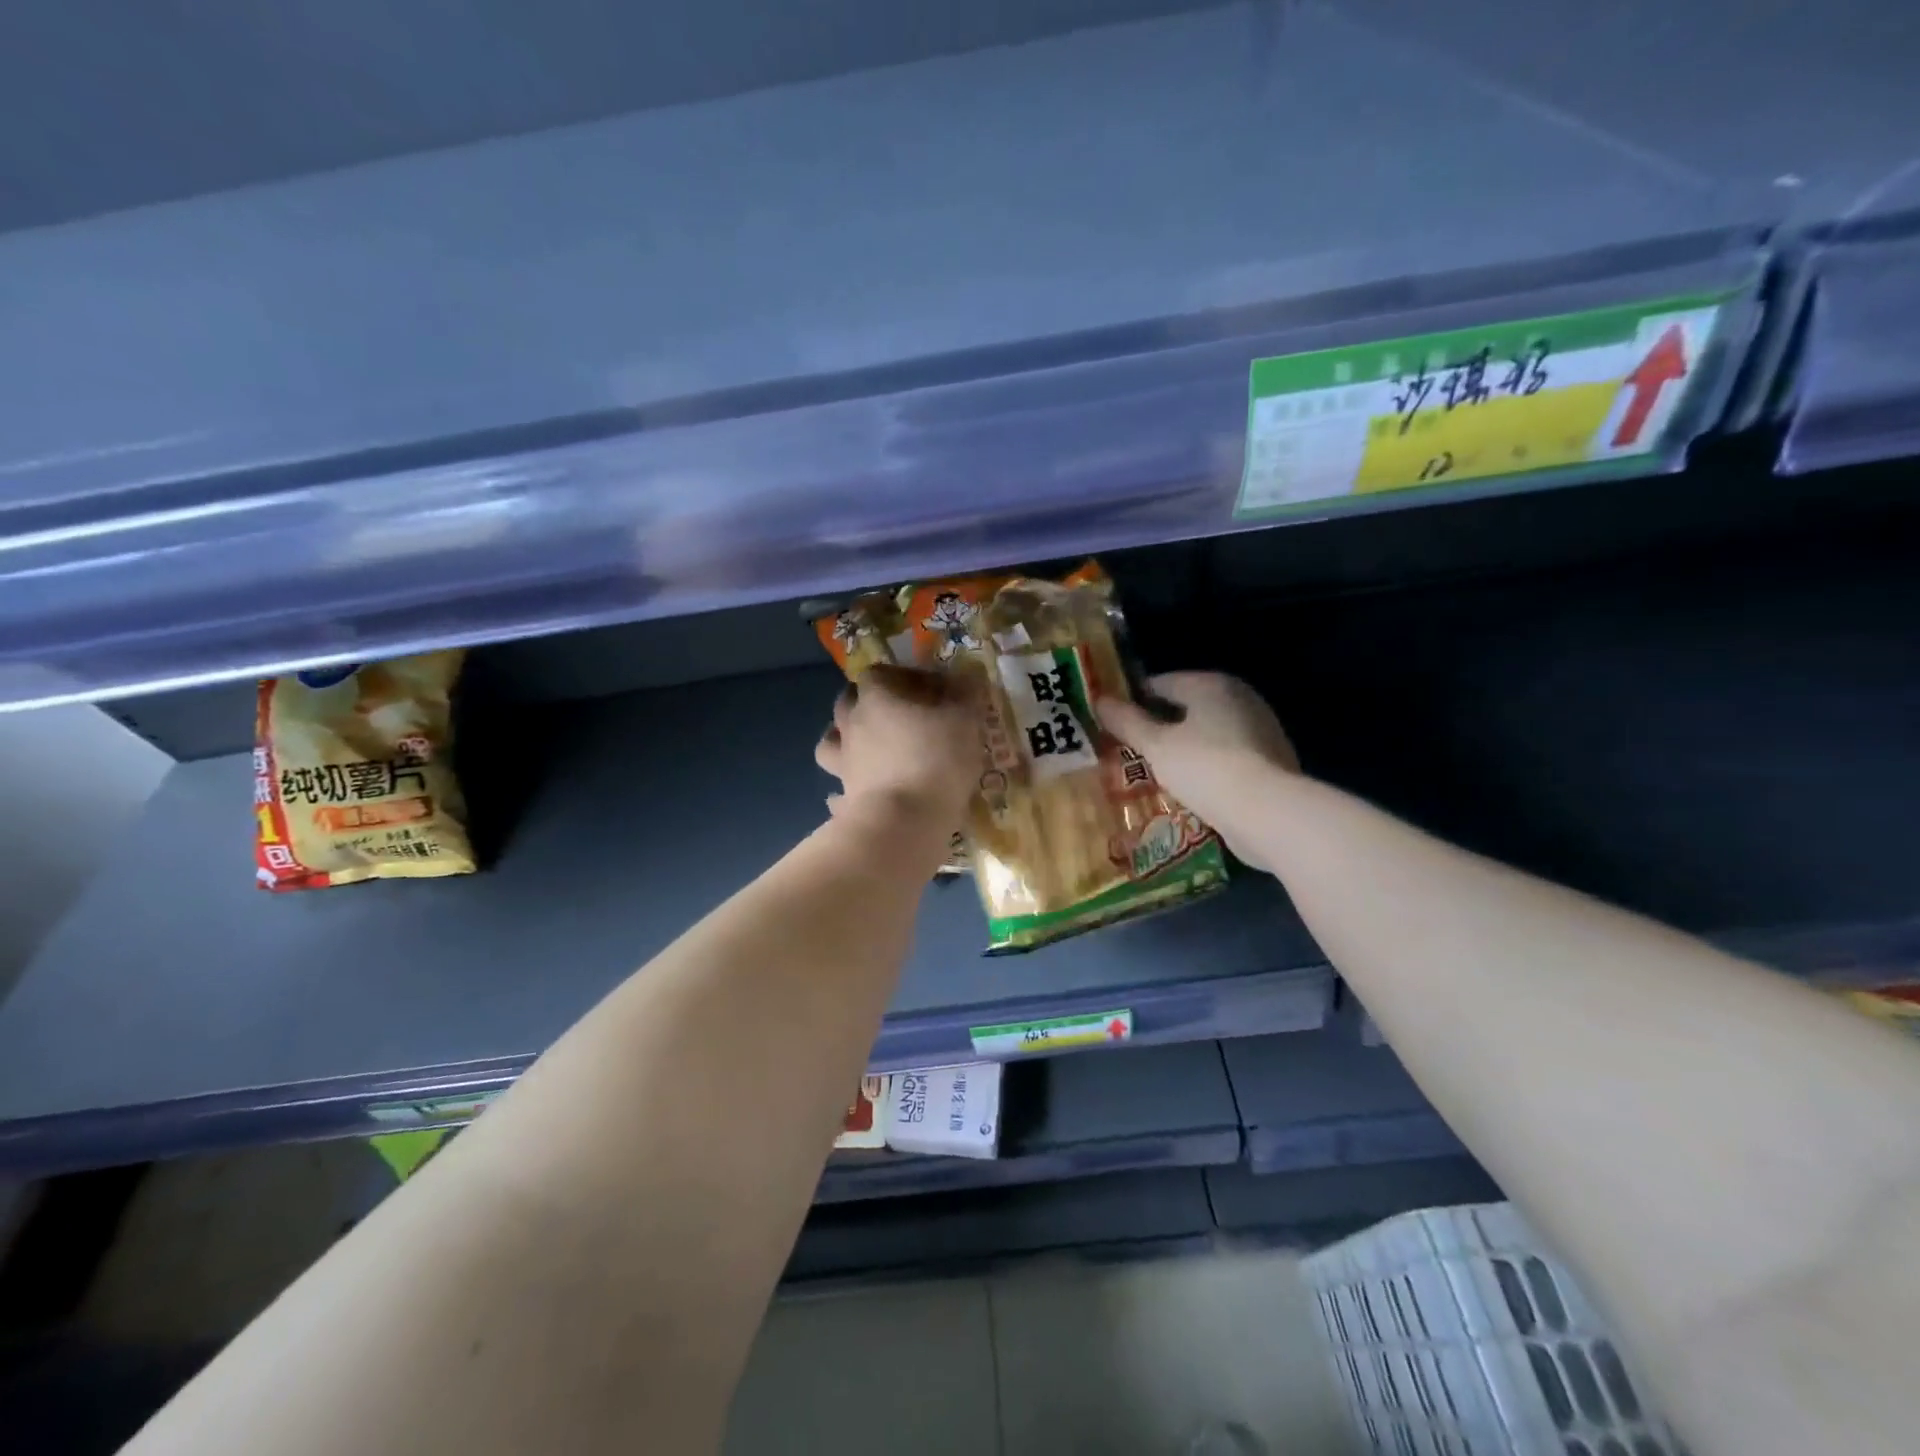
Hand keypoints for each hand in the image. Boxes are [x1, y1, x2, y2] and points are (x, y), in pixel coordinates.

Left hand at [815, 664, 979, 834]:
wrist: (903, 822)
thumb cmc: (936, 760)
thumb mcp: (965, 720)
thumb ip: (966, 694)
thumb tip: (967, 676)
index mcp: (876, 698)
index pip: (879, 672)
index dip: (902, 677)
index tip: (927, 690)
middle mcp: (851, 724)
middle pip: (849, 702)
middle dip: (869, 704)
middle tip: (898, 717)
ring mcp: (842, 762)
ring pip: (831, 740)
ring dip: (846, 740)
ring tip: (869, 750)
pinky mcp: (843, 797)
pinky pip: (838, 789)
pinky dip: (844, 789)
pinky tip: (862, 793)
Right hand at [1097, 672, 1298, 869]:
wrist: (1269, 813)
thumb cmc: (1205, 768)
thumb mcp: (1156, 746)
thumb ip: (1127, 722)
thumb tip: (1099, 699)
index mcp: (1211, 684)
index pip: (1160, 683)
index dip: (1131, 701)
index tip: (1111, 724)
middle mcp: (1239, 697)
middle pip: (1185, 707)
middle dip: (1157, 726)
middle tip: (1127, 750)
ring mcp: (1260, 729)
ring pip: (1206, 733)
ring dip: (1182, 748)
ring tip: (1153, 773)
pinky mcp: (1270, 761)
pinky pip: (1225, 756)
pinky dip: (1205, 767)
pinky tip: (1188, 788)